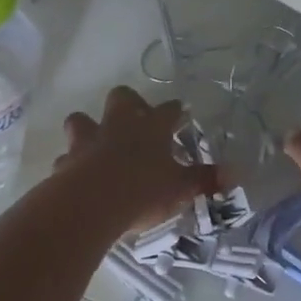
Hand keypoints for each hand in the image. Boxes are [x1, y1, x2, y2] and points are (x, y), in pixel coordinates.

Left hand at [55, 86, 217, 233]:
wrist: (91, 203)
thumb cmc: (143, 190)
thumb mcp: (181, 188)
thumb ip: (204, 179)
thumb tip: (235, 173)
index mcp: (152, 127)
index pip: (169, 110)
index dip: (175, 111)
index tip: (181, 113)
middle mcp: (119, 125)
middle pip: (121, 97)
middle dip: (129, 103)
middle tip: (137, 119)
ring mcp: (89, 140)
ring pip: (82, 120)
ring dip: (89, 128)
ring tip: (98, 143)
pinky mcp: (66, 162)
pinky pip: (67, 157)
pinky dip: (72, 164)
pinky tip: (78, 176)